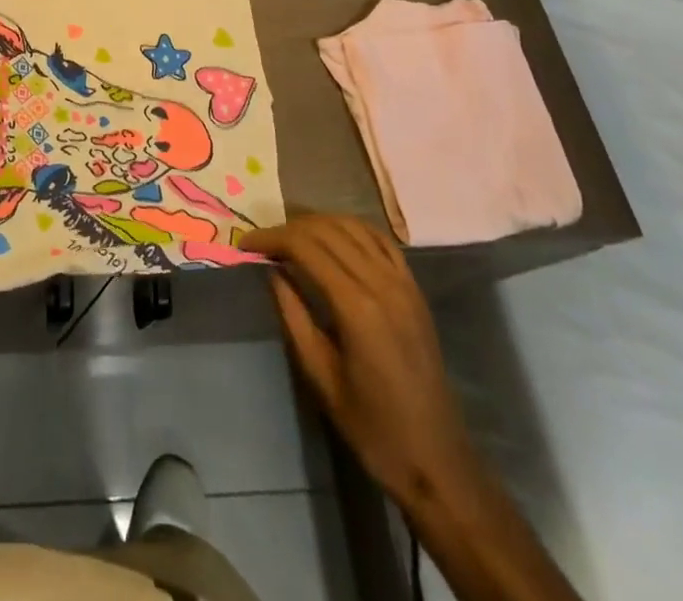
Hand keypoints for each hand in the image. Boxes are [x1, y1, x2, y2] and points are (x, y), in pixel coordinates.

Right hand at [243, 215, 475, 503]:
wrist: (437, 460)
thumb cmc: (372, 427)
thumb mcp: (320, 376)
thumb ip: (293, 316)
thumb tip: (272, 272)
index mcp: (356, 306)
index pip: (305, 247)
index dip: (271, 238)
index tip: (245, 244)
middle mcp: (381, 283)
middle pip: (327, 230)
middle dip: (289, 228)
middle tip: (264, 243)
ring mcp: (403, 283)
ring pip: (354, 227)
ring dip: (318, 223)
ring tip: (293, 237)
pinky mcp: (415, 290)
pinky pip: (381, 241)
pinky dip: (352, 229)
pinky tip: (335, 238)